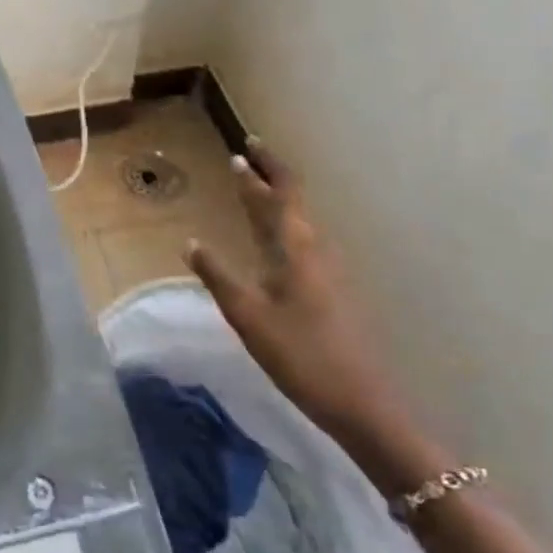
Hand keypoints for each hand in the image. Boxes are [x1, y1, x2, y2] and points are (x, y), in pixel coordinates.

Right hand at [183, 141, 445, 491]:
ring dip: (278, 199)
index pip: (279, 193)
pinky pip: (304, 241)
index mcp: (295, 248)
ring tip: (255, 190)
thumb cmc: (300, 356)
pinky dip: (284, 225)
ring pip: (300, 221)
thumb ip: (218, 276)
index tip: (241, 149)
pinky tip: (275, 240)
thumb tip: (190, 242)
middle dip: (270, 175)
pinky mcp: (332, 289)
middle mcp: (316, 250)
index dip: (260, 169)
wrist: (363, 402)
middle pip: (293, 200)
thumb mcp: (248, 317)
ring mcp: (329, 270)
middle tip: (247, 156)